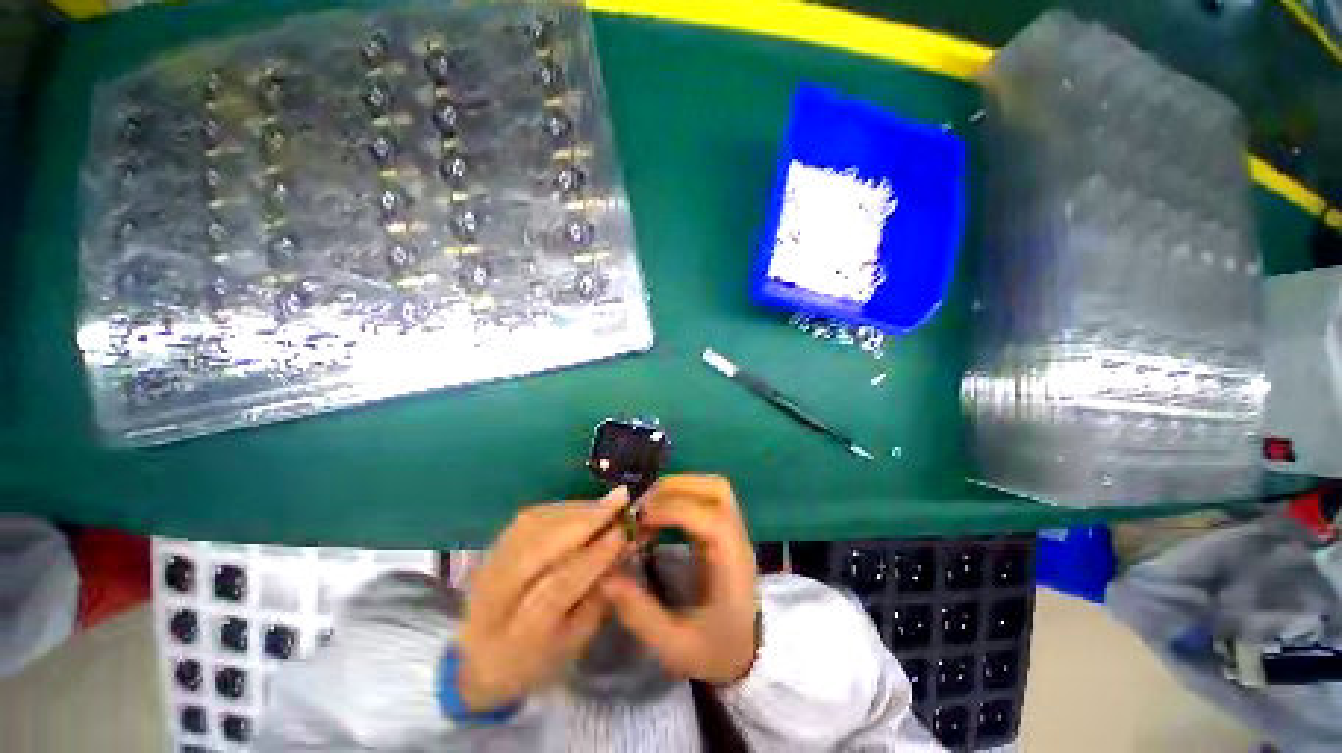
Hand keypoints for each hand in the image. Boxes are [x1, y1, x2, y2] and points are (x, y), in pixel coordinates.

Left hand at [458, 488, 631, 710]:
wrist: (477, 659)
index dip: (594, 556)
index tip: (625, 531)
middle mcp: (497, 595)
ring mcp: (489, 566)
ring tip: (608, 504)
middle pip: (540, 546)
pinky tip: (584, 509)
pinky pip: (530, 518)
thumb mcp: (573, 643)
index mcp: (518, 634)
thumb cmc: (535, 660)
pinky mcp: (492, 546)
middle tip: (621, 499)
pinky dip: (562, 509)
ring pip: (534, 525)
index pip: (559, 586)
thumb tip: (622, 550)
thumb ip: (598, 598)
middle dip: (586, 520)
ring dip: (577, 510)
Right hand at [600, 474, 758, 685]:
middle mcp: (737, 538)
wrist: (746, 655)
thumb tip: (605, 577)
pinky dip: (681, 495)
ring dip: (679, 486)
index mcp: (732, 564)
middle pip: (716, 489)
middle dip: (675, 488)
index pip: (710, 519)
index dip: (673, 510)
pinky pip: (707, 497)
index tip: (639, 518)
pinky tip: (660, 514)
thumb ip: (640, 613)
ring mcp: (734, 529)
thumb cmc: (714, 651)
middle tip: (641, 506)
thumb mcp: (674, 646)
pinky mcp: (724, 529)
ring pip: (713, 487)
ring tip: (649, 506)